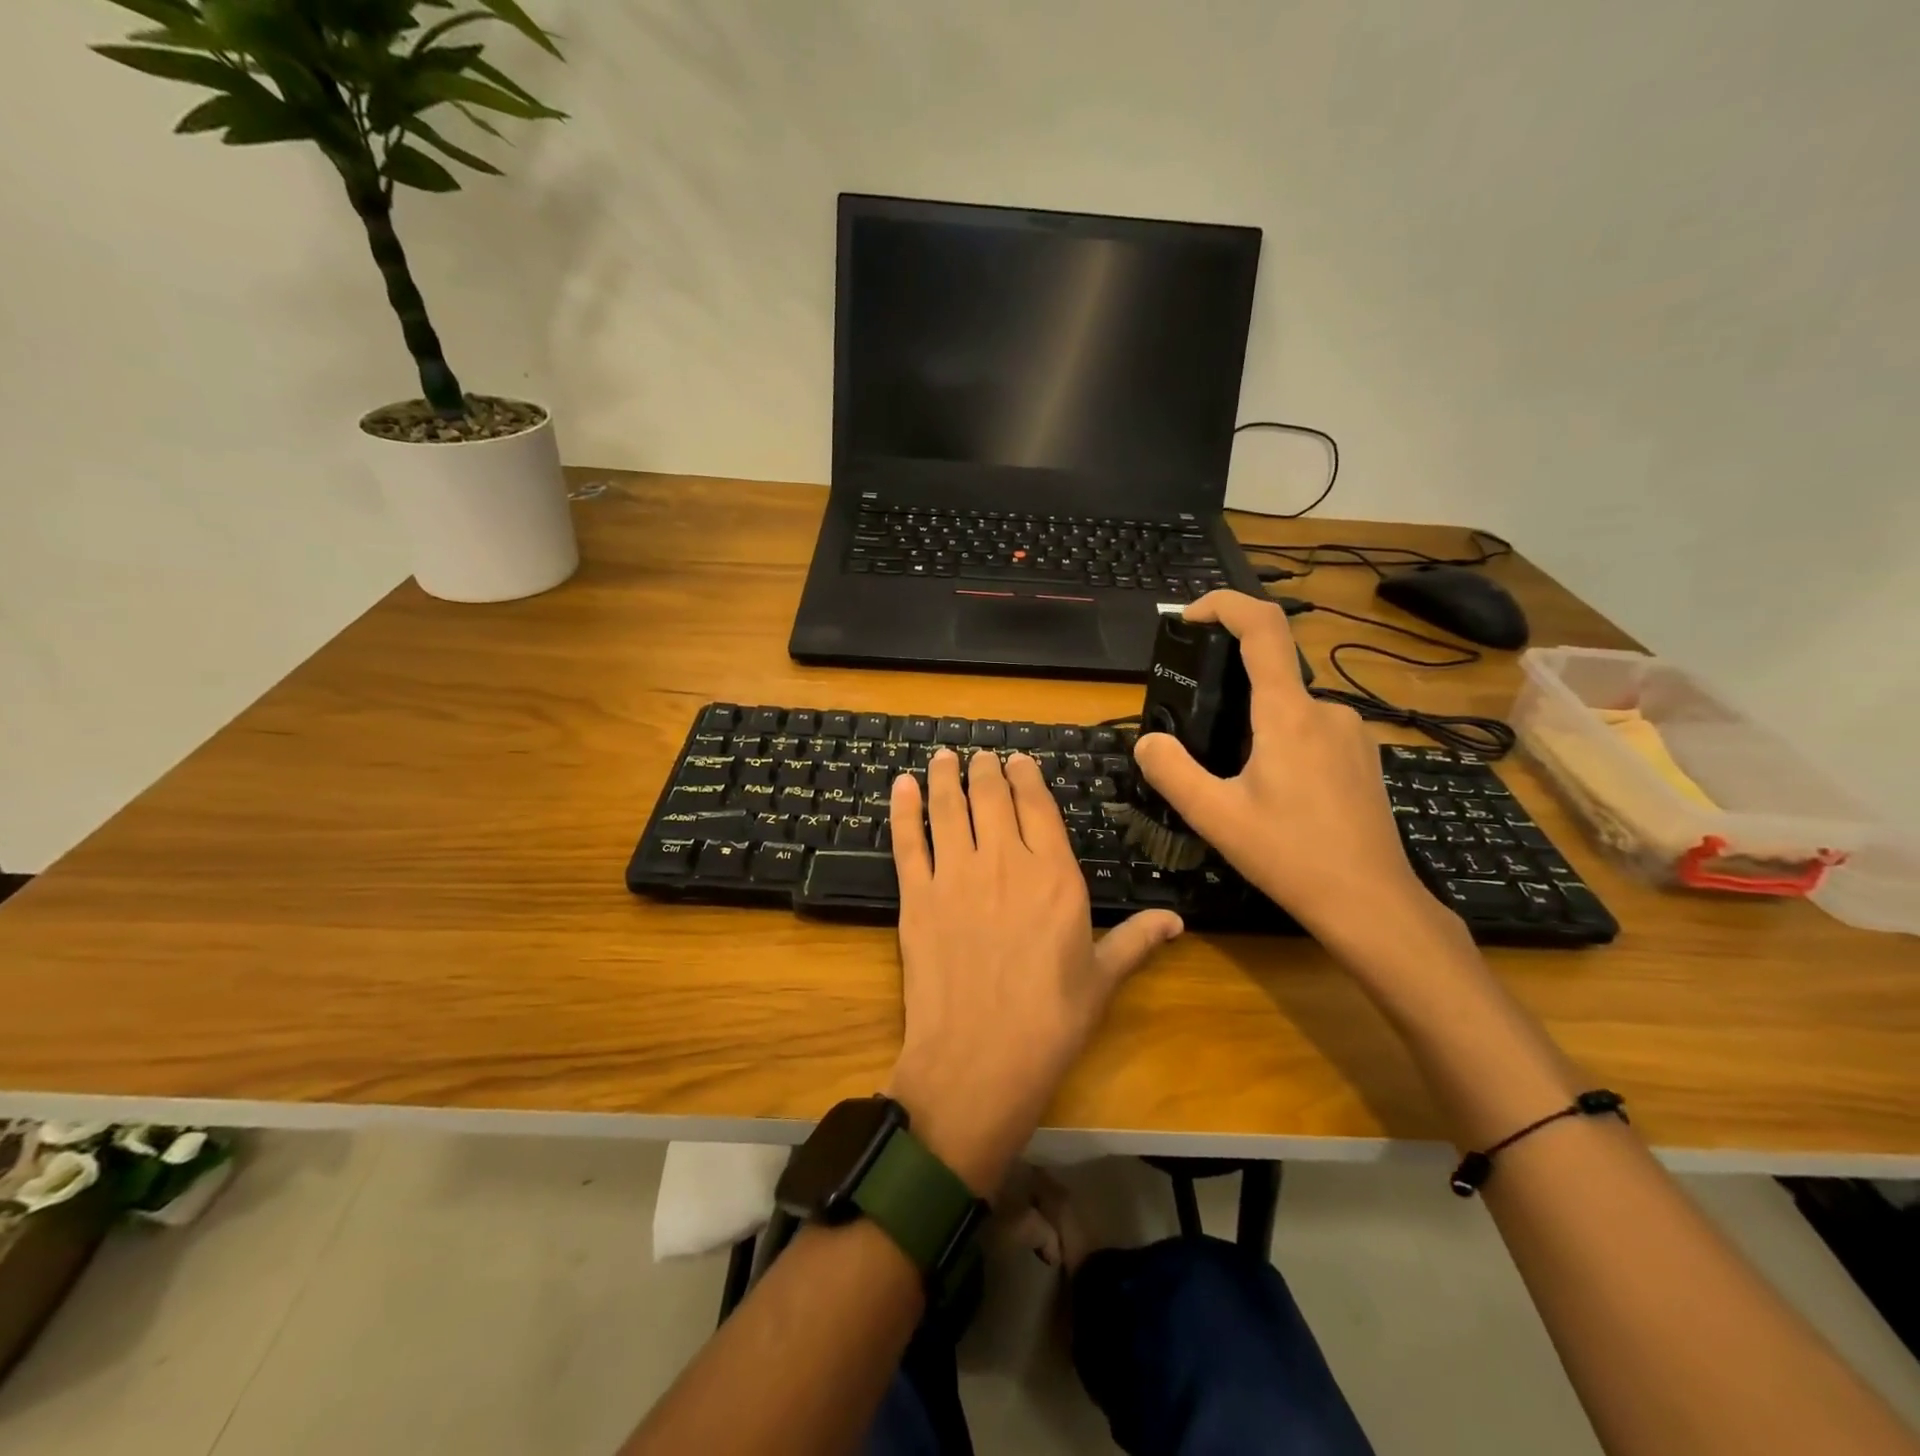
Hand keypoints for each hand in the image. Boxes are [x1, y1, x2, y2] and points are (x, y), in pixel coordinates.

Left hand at [884, 748, 1182, 1195]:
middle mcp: (1003, 860)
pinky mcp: (916, 896)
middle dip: (985, 769)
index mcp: (1053, 874)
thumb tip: (1177, 920)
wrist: (979, 1059)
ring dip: (944, 777)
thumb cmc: (1050, 1022)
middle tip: (979, 754)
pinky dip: (903, 810)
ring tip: (942, 757)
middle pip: (990, 797)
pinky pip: (909, 841)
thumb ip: (1136, 940)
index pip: (1037, 806)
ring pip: (948, 809)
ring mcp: (955, 875)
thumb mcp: (1102, 979)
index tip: (1018, 759)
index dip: (1026, 776)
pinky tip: (901, 786)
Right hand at [1133, 591, 1461, 959]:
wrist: (1373, 905)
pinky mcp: (1363, 757)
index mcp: (1289, 714)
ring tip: (1233, 781)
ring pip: (1289, 709)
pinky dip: (1281, 742)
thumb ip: (1172, 772)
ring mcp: (1352, 733)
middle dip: (1227, 693)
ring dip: (1254, 727)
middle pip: (1270, 675)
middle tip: (1197, 738)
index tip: (1190, 617)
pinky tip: (1274, 794)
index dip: (1225, 605)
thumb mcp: (1216, 817)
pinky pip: (1312, 730)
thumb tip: (1147, 741)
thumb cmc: (1292, 857)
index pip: (1262, 628)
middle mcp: (1327, 710)